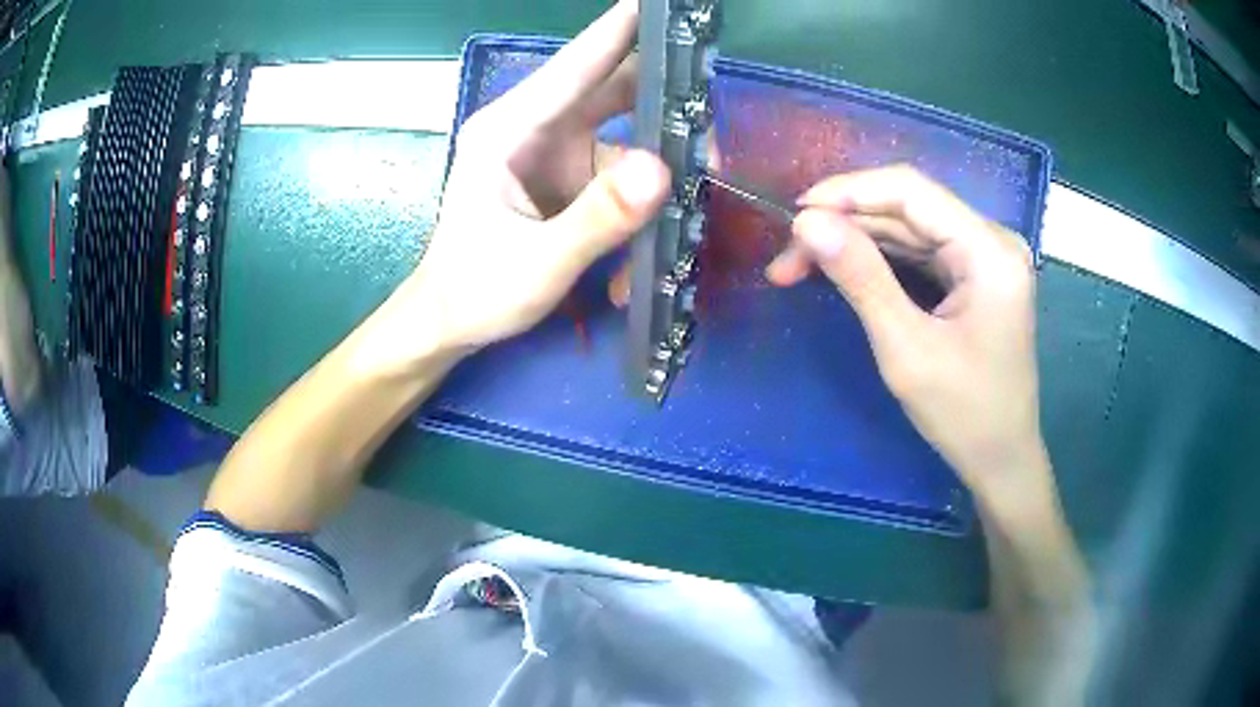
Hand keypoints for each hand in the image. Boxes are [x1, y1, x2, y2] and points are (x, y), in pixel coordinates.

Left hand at [406, 0, 668, 352]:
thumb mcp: (538, 262)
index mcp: (509, 131)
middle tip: (709, 106)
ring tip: (699, 183)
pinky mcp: (567, 179)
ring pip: (626, 135)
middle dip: (664, 97)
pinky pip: (620, 173)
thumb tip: (664, 169)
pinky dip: (642, 199)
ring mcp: (554, 153)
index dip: (618, 30)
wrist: (450, 322)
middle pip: (609, 91)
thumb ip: (598, 219)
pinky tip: (649, 240)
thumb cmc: (476, 290)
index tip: (660, 4)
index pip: (574, 67)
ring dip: (662, 161)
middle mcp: (534, 130)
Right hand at [768, 165, 1047, 496]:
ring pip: (908, 228)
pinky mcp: (975, 275)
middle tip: (786, 257)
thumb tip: (806, 223)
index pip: (911, 191)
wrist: (1001, 461)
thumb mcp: (906, 349)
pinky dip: (879, 259)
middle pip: (907, 208)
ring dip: (855, 242)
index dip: (848, 192)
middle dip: (844, 225)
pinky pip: (920, 251)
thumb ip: (860, 278)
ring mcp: (985, 256)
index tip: (793, 215)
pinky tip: (843, 268)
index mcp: (990, 250)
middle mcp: (992, 240)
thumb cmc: (964, 415)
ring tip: (799, 265)